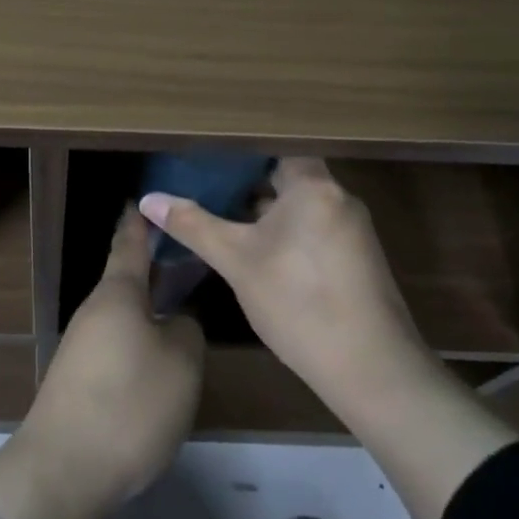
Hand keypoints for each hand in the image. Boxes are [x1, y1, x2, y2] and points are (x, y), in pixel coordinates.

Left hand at [0, 208, 203, 518]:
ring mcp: (81, 346)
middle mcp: (94, 312)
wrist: (65, 469)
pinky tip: (158, 367)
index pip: (130, 245)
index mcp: (118, 294)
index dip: (141, 223)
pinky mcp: (78, 379)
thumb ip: (186, 330)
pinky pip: (116, 347)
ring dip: (148, 313)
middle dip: (155, 273)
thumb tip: (177, 320)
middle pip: (127, 283)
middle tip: (190, 266)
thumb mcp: (180, 364)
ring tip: (183, 318)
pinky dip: (138, 345)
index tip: (145, 201)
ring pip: (123, 317)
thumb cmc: (130, 404)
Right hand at [141, 157, 517, 518]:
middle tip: (203, 182)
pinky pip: (312, 230)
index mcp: (314, 186)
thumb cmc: (299, 302)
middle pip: (287, 176)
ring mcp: (352, 232)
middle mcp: (338, 199)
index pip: (276, 147)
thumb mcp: (237, 261)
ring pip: (299, 207)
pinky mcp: (355, 261)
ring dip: (264, 210)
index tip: (208, 151)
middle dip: (246, 181)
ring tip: (219, 212)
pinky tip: (254, 251)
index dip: (242, 148)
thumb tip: (147, 199)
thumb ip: (193, 225)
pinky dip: (283, 232)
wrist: (372, 371)